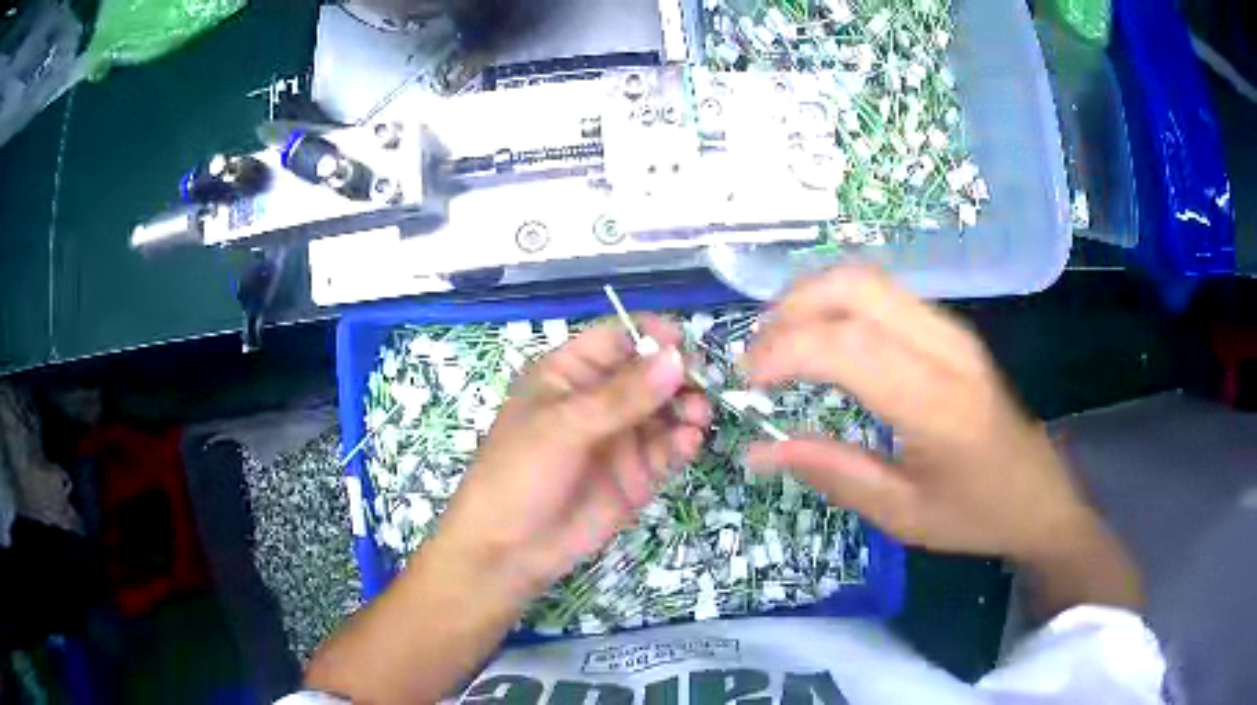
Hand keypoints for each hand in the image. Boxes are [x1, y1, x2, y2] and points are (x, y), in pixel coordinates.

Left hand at [434, 316, 711, 596]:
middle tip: (701, 384)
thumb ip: (622, 395)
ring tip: (698, 416)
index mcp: (569, 374)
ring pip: (665, 410)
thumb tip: (675, 357)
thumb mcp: (565, 426)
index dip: (650, 336)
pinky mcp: (637, 474)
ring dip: (687, 408)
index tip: (683, 345)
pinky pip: (668, 449)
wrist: (510, 549)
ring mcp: (620, 438)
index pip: (617, 339)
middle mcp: (599, 400)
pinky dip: (683, 442)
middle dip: (678, 375)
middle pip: (649, 373)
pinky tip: (689, 443)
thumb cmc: (521, 473)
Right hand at [742, 267, 1095, 561]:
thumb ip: (831, 473)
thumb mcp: (900, 514)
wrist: (1039, 495)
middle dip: (792, 307)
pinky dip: (840, 304)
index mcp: (938, 403)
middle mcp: (947, 349)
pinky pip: (886, 295)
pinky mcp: (952, 330)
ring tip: (780, 345)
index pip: (849, 346)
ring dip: (813, 299)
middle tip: (759, 354)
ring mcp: (953, 331)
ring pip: (870, 280)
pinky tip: (823, 340)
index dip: (785, 351)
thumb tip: (757, 451)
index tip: (748, 382)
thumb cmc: (975, 514)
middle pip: (857, 287)